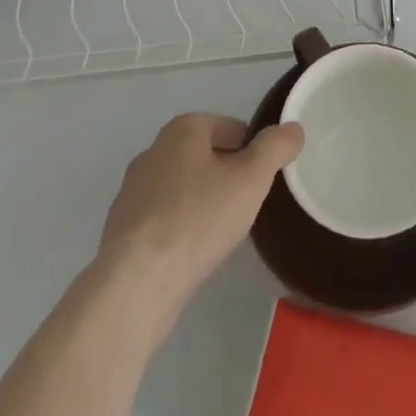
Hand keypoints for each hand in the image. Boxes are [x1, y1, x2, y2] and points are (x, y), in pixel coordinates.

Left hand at [97, 113, 302, 323]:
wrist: (135, 287)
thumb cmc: (198, 220)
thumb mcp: (251, 179)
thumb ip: (275, 148)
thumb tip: (293, 128)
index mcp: (183, 129)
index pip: (231, 128)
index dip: (252, 153)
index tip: (262, 183)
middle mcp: (153, 151)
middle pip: (205, 156)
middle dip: (226, 177)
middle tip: (245, 208)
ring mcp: (132, 192)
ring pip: (182, 188)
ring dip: (202, 204)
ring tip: (220, 235)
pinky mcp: (121, 231)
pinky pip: (162, 220)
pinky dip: (179, 230)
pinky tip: (190, 255)